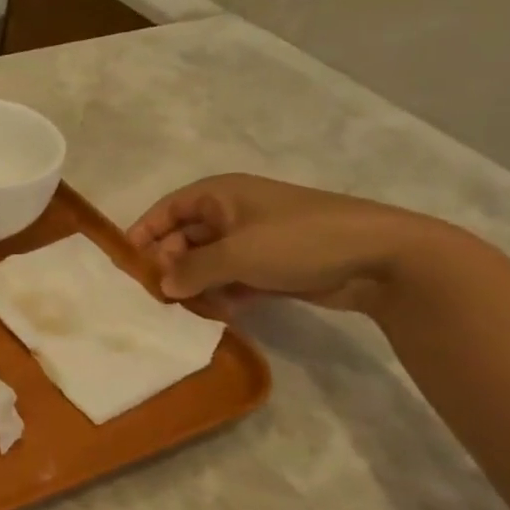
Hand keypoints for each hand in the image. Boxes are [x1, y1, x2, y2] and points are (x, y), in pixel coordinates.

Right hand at [127, 173, 451, 316]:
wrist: (383, 258)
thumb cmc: (300, 241)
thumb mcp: (236, 254)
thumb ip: (191, 271)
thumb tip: (163, 286)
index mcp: (220, 195)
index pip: (166, 210)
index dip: (143, 234)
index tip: (126, 264)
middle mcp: (232, 213)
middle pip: (183, 239)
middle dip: (171, 266)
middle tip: (161, 297)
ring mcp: (254, 240)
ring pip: (206, 263)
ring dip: (197, 285)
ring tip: (194, 309)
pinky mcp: (273, 265)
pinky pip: (232, 279)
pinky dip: (222, 294)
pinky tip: (222, 314)